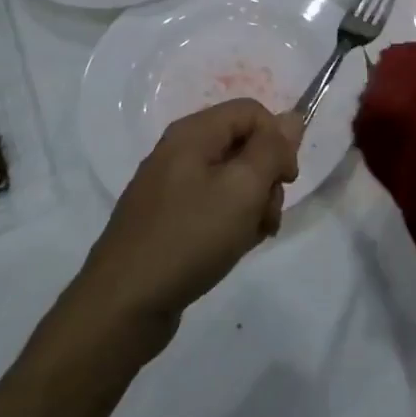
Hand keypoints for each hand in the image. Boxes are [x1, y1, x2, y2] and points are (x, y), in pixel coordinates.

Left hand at [81, 100, 299, 337]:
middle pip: (243, 145)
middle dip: (267, 178)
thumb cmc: (190, 237)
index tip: (286, 180)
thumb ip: (272, 148)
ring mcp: (170, 186)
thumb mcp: (243, 188)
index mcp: (193, 133)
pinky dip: (230, 222)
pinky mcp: (167, 218)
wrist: (124, 304)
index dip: (278, 140)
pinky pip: (212, 205)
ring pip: (231, 179)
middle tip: (266, 215)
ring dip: (253, 204)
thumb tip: (291, 117)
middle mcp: (179, 151)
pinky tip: (232, 247)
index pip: (253, 112)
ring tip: (251, 237)